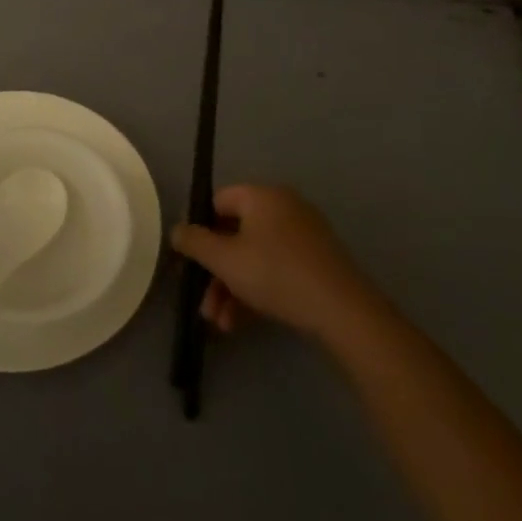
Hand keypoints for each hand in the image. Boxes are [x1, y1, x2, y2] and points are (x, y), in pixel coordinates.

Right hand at [171, 184, 381, 344]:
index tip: (190, 262)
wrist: (344, 311)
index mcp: (262, 196)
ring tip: (221, 325)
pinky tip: (243, 322)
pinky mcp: (318, 261)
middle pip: (235, 234)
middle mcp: (284, 207)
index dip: (199, 230)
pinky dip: (257, 289)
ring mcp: (304, 234)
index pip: (217, 202)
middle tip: (204, 305)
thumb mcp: (224, 259)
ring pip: (254, 256)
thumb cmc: (275, 274)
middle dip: (215, 273)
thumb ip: (194, 242)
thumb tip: (177, 230)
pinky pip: (276, 267)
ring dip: (232, 288)